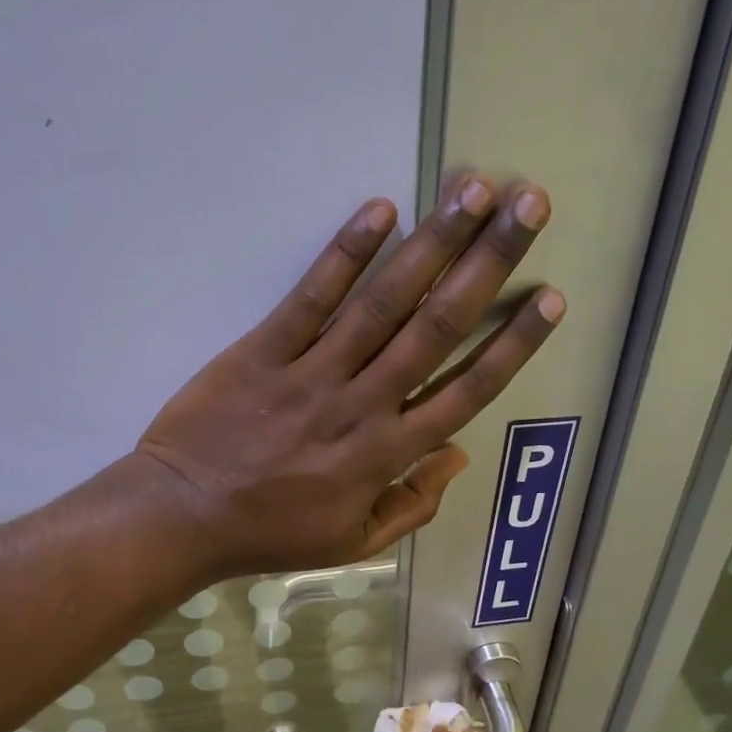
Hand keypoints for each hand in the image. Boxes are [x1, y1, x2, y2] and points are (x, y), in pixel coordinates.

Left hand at [135, 175, 560, 577]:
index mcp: (387, 455)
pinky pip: (311, 298)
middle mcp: (362, 405)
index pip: (466, 391)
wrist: (183, 517)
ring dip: (433, 243)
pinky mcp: (263, 351)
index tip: (548, 298)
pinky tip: (380, 209)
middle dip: (488, 263)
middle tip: (530, 207)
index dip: (512, 344)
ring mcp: (312, 373)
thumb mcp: (352, 542)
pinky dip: (345, 253)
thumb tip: (458, 456)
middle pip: (438, 327)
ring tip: (474, 190)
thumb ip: (412, 505)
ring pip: (384, 303)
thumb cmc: (270, 533)